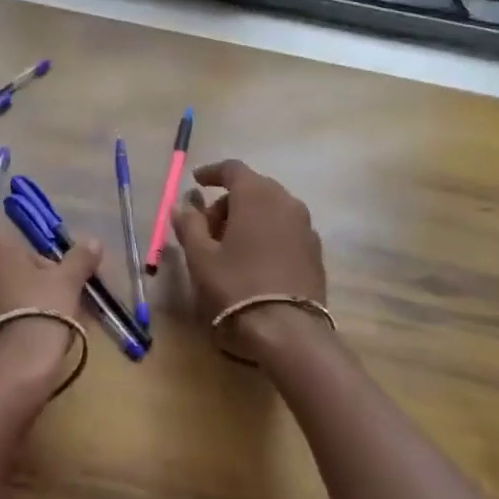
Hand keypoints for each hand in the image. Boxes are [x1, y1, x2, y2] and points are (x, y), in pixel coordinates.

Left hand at [0, 227, 101, 394]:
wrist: (12, 368)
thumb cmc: (41, 310)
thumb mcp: (68, 281)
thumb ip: (79, 257)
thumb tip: (94, 242)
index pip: (11, 247)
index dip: (32, 267)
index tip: (47, 288)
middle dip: (4, 282)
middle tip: (31, 307)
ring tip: (10, 330)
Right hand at [171, 160, 326, 331]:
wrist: (288, 330)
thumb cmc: (236, 286)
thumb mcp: (201, 256)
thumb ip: (189, 224)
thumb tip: (183, 204)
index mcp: (256, 195)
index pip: (233, 169)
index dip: (211, 172)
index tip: (196, 181)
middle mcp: (286, 201)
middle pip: (253, 188)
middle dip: (227, 200)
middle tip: (206, 225)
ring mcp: (305, 225)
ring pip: (271, 208)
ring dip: (248, 217)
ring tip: (229, 246)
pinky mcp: (315, 250)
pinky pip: (285, 228)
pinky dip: (267, 232)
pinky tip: (254, 259)